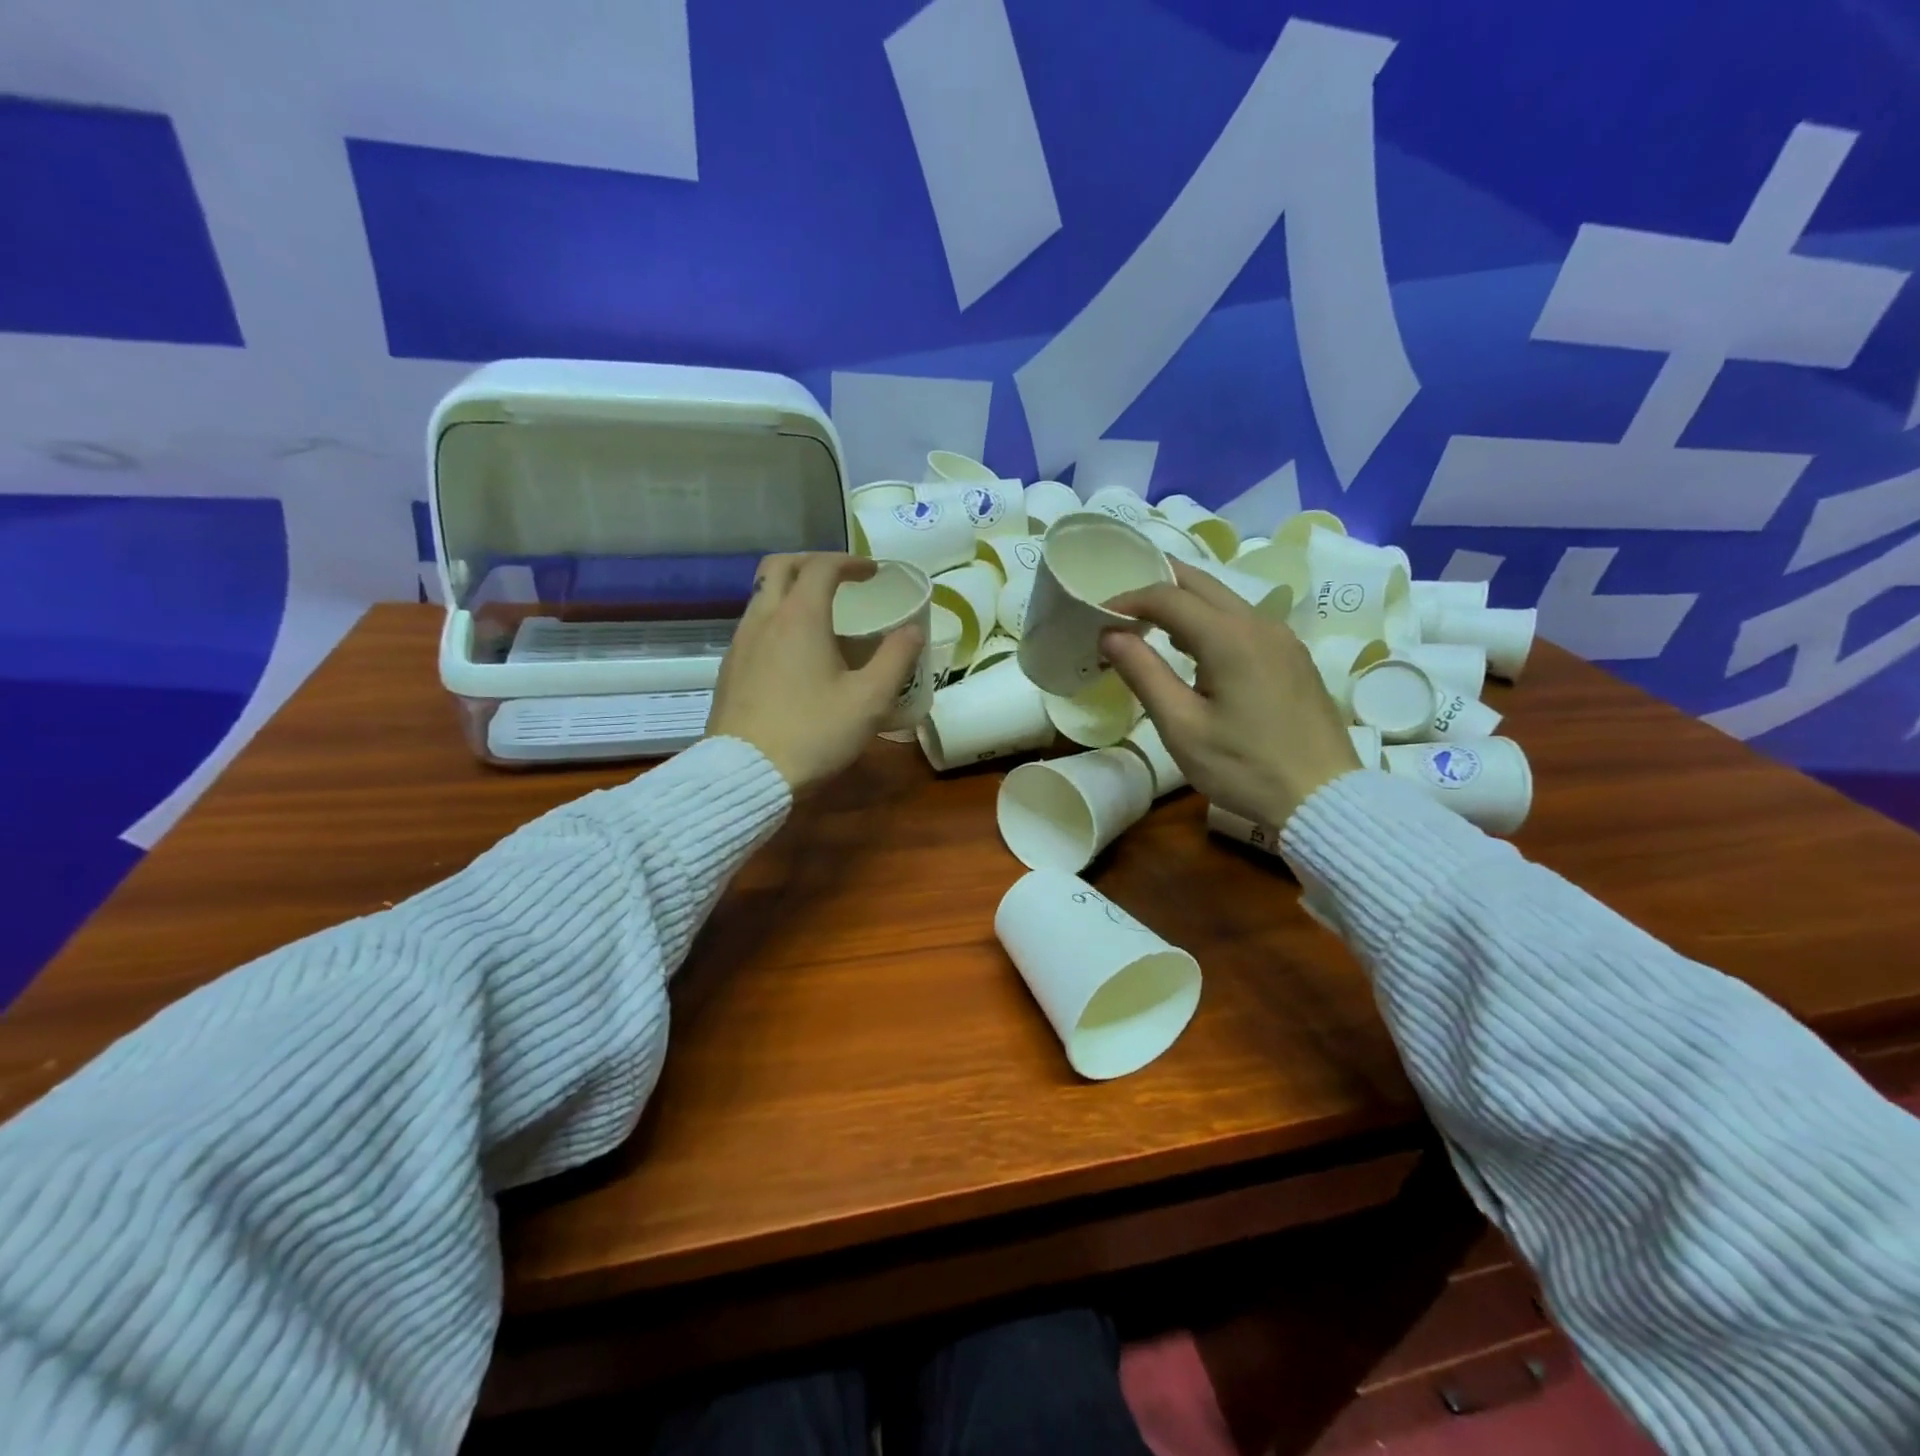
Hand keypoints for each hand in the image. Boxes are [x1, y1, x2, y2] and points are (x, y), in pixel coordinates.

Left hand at [707, 553, 923, 792]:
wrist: (746, 774)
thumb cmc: (813, 733)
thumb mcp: (869, 700)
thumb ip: (896, 659)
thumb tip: (913, 630)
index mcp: (799, 617)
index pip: (822, 567)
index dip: (850, 562)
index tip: (872, 573)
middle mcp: (764, 619)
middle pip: (779, 566)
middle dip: (812, 563)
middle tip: (840, 580)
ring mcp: (740, 643)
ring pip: (761, 595)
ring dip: (791, 591)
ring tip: (821, 618)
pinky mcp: (729, 669)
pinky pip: (753, 625)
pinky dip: (777, 619)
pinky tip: (795, 654)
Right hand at [1102, 561, 1359, 828]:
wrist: (1322, 798)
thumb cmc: (1244, 767)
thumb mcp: (1181, 726)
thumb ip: (1143, 673)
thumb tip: (1109, 634)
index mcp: (1229, 636)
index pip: (1168, 596)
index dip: (1127, 600)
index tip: (1097, 617)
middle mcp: (1259, 623)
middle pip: (1200, 583)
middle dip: (1156, 587)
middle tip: (1120, 609)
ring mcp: (1282, 638)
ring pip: (1224, 599)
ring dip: (1184, 604)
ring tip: (1149, 630)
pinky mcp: (1292, 657)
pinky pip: (1243, 621)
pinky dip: (1210, 621)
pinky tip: (1195, 651)